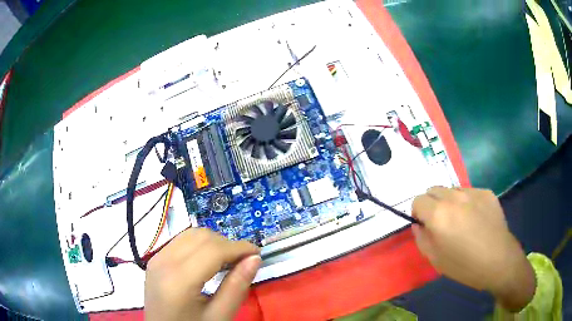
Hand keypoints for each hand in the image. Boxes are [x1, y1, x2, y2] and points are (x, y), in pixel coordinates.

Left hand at [144, 228, 260, 320]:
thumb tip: (254, 258)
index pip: (213, 250)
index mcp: (178, 280)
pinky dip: (199, 245)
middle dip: (227, 244)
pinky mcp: (155, 260)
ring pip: (191, 234)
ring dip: (214, 242)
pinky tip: (207, 261)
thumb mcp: (219, 316)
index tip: (258, 253)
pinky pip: (181, 241)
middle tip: (243, 261)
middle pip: (201, 237)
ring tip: (227, 261)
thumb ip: (236, 287)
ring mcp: (156, 258)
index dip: (239, 247)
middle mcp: (163, 262)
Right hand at [412, 187, 535, 311]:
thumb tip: (419, 224)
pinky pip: (469, 192)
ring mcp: (473, 192)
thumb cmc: (464, 266)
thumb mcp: (435, 259)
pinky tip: (476, 219)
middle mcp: (454, 197)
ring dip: (450, 202)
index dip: (418, 213)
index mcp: (439, 214)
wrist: (498, 261)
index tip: (425, 225)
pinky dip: (467, 202)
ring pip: (452, 189)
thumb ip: (422, 238)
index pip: (418, 200)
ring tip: (461, 221)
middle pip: (433, 190)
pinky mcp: (487, 192)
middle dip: (432, 204)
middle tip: (441, 223)